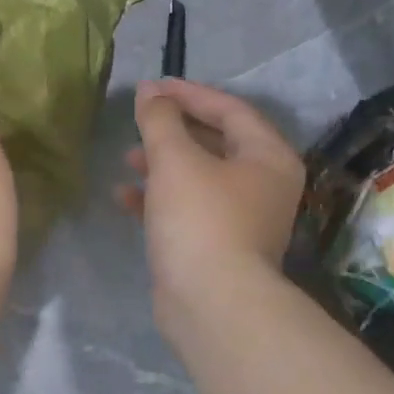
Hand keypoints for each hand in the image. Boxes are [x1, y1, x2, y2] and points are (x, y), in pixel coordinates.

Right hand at [115, 79, 305, 322]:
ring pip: (199, 177)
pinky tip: (124, 197)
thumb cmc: (201, 220)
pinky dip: (159, 199)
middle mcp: (263, 185)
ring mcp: (242, 219)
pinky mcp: (218, 246)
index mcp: (268, 157)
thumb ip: (160, 120)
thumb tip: (150, 92)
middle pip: (216, 142)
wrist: (213, 305)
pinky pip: (188, 209)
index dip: (189, 93)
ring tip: (127, 158)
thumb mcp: (176, 160)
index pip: (230, 109)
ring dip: (163, 164)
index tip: (152, 88)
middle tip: (141, 121)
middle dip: (174, 130)